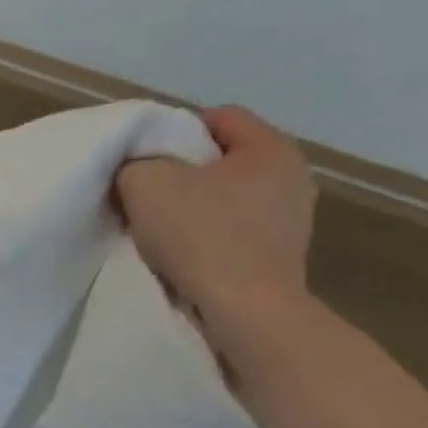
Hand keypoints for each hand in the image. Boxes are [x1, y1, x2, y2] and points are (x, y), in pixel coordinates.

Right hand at [115, 105, 316, 353]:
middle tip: (144, 190)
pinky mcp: (279, 255)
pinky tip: (180, 252)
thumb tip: (137, 167)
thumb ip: (134, 162)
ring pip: (227, 196)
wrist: (244, 310)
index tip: (142, 156)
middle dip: (182, 170)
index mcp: (271, 148)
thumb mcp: (145, 182)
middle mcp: (292, 177)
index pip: (219, 117)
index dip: (174, 129)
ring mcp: (292, 219)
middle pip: (222, 158)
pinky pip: (233, 229)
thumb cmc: (200, 234)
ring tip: (157, 225)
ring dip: (192, 206)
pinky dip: (206, 234)